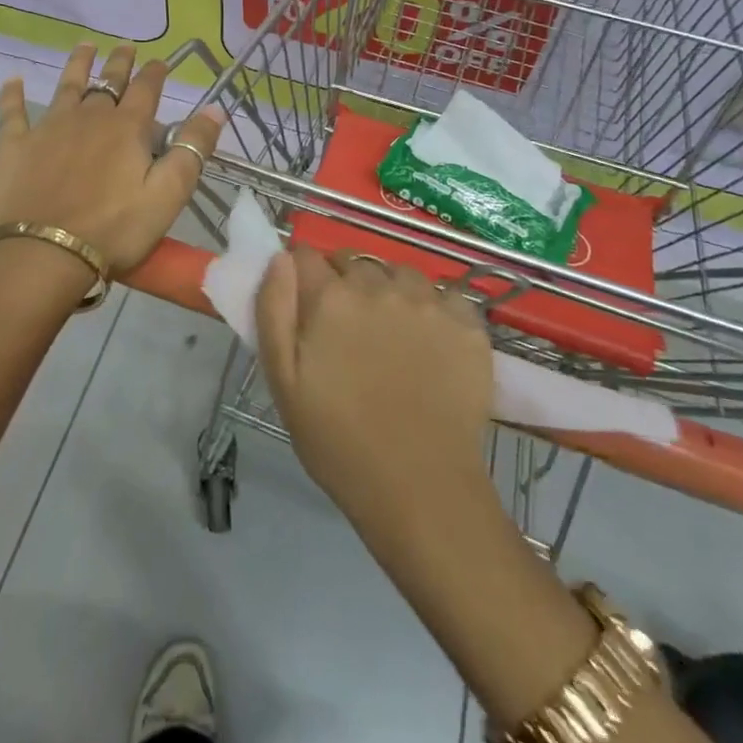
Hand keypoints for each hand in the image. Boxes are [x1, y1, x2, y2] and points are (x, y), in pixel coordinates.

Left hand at [0, 44, 224, 277]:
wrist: (46, 253)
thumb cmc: (115, 228)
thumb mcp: (168, 194)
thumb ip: (192, 149)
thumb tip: (214, 108)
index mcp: (127, 128)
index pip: (146, 90)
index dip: (155, 73)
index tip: (160, 62)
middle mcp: (89, 117)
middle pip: (108, 82)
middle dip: (120, 63)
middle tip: (125, 46)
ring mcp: (49, 128)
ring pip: (67, 87)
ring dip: (77, 65)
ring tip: (85, 46)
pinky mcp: (16, 146)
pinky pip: (13, 113)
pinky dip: (13, 95)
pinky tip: (13, 80)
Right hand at [255, 248, 494, 537]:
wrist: (422, 487)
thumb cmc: (339, 442)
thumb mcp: (284, 381)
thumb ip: (274, 309)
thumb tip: (280, 257)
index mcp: (331, 298)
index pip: (305, 255)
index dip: (302, 275)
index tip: (306, 303)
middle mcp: (379, 286)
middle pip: (353, 262)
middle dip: (344, 283)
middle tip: (348, 329)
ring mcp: (428, 302)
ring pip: (399, 273)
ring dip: (389, 290)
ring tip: (392, 333)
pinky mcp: (468, 323)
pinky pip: (444, 295)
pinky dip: (434, 309)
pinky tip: (431, 343)